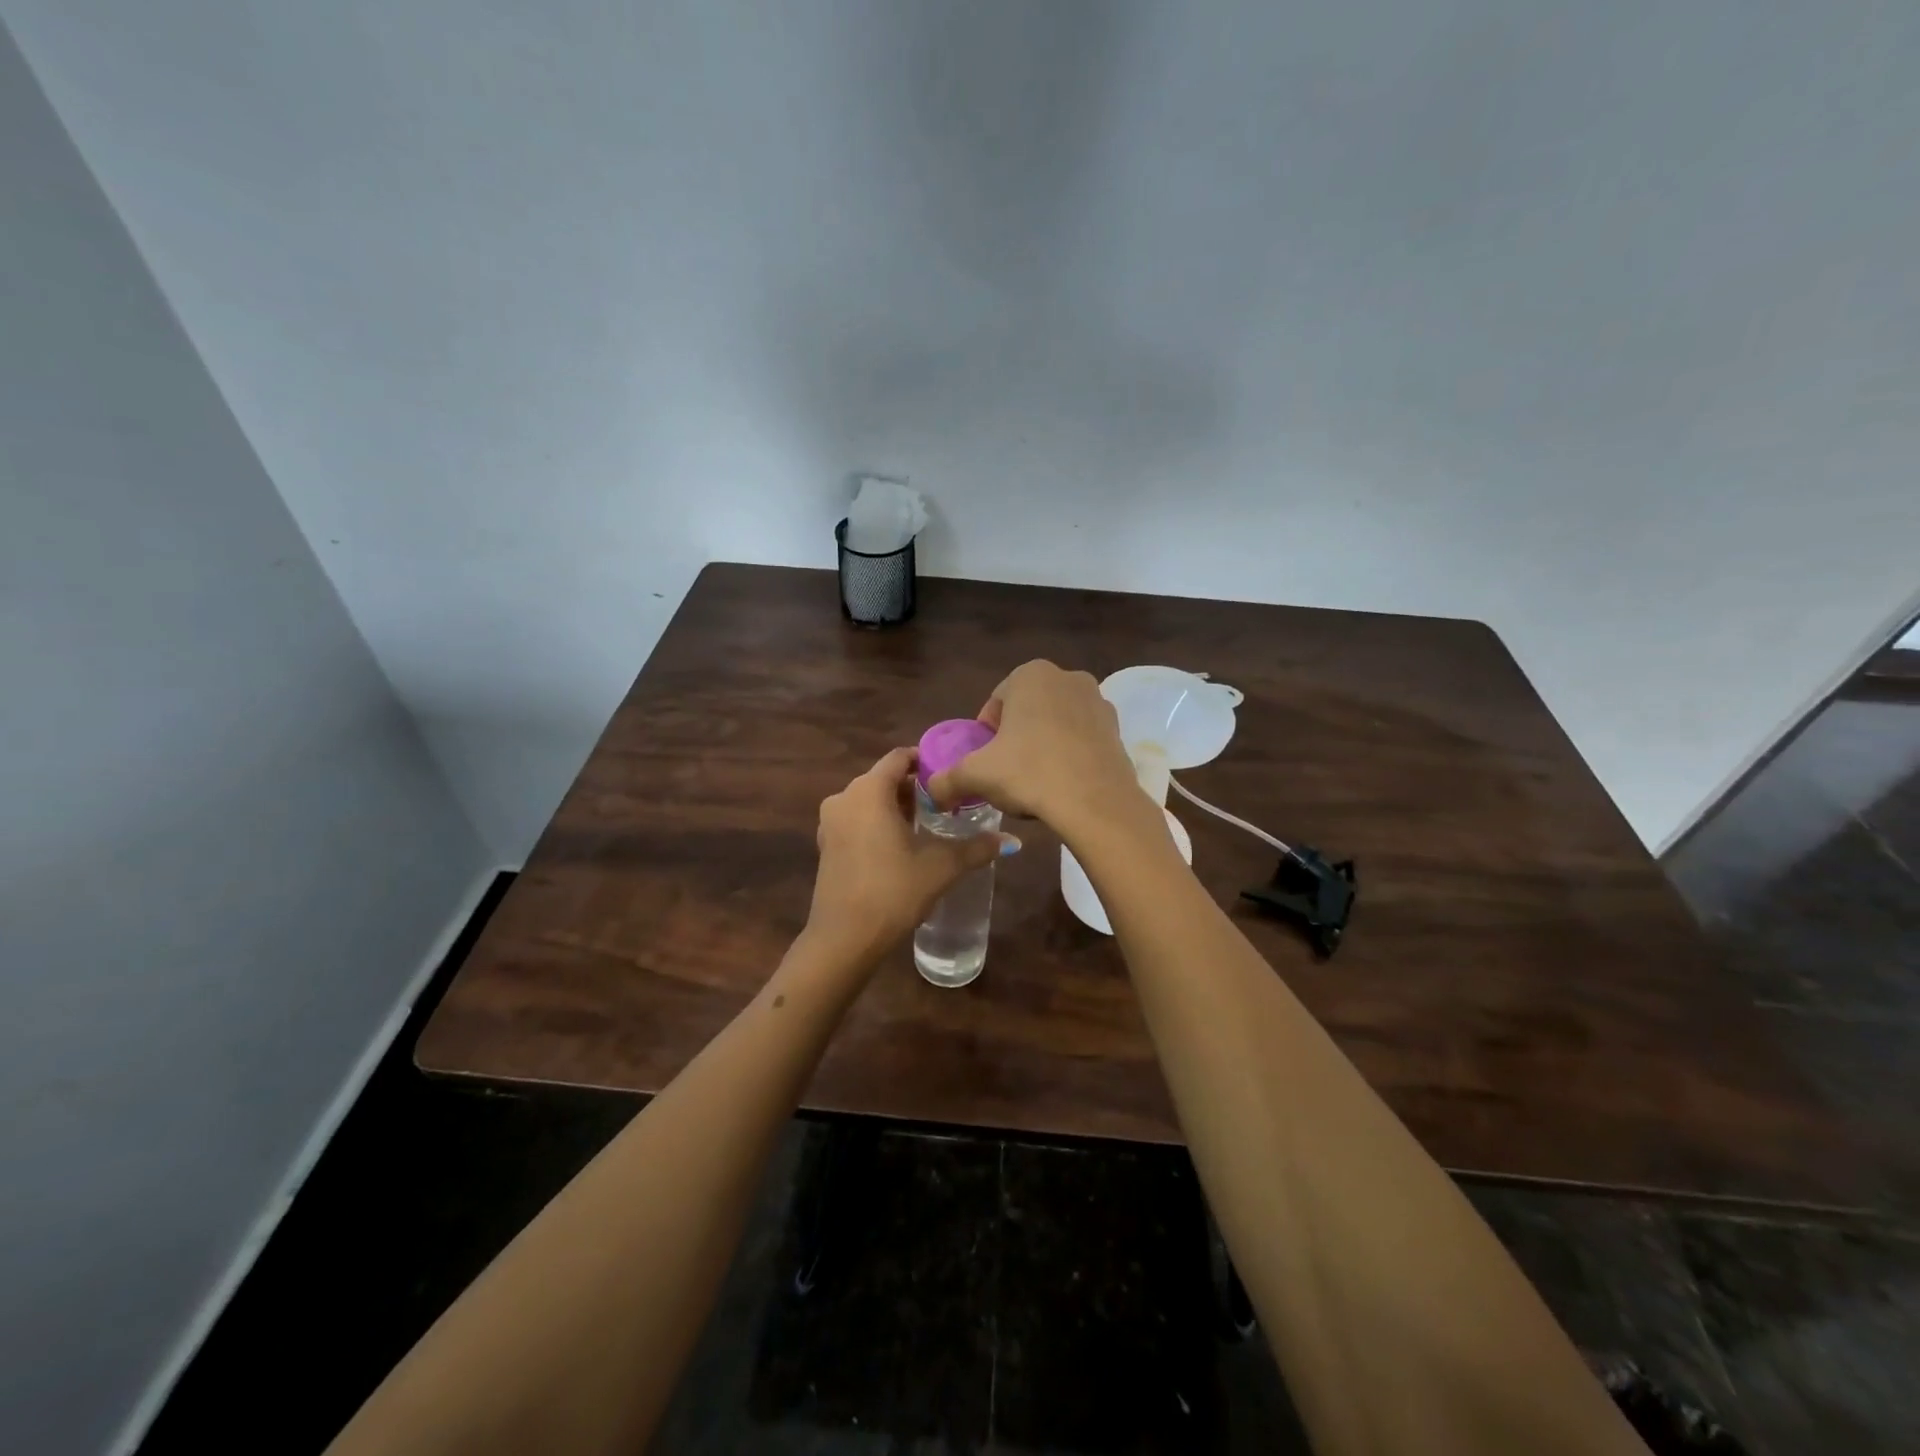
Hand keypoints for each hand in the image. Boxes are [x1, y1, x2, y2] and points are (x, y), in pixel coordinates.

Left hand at [804, 747, 1016, 969]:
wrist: (844, 939)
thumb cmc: (893, 891)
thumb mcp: (941, 867)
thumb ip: (976, 848)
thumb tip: (1011, 840)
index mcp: (869, 791)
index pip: (899, 757)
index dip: (926, 760)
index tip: (950, 775)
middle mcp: (844, 798)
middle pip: (883, 779)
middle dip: (914, 788)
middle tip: (945, 803)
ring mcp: (830, 823)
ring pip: (868, 801)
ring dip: (896, 807)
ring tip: (927, 825)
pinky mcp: (826, 846)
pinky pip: (856, 820)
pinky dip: (877, 824)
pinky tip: (900, 846)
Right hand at [927, 660, 1144, 837]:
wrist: (1095, 802)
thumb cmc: (1029, 773)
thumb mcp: (976, 775)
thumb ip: (946, 779)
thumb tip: (931, 791)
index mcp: (1030, 675)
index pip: (995, 704)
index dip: (986, 736)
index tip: (987, 763)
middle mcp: (1067, 677)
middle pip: (1027, 712)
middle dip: (1016, 739)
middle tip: (1009, 774)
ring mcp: (1098, 701)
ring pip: (1056, 725)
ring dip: (1043, 747)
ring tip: (1037, 783)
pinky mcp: (1118, 729)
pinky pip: (1082, 741)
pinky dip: (1070, 756)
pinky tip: (1063, 786)